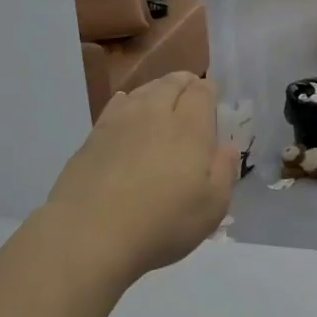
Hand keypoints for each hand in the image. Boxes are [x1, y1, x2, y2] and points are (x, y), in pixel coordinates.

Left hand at [44, 72, 237, 285]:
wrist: (89, 234)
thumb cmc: (161, 224)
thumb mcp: (211, 208)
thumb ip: (224, 172)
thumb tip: (227, 147)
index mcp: (189, 129)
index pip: (201, 92)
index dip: (208, 90)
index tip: (211, 96)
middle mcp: (154, 115)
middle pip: (170, 83)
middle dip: (184, 82)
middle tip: (189, 90)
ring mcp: (120, 122)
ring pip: (142, 90)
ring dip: (156, 89)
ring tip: (161, 98)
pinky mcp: (93, 136)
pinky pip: (115, 105)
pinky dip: (126, 101)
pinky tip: (126, 106)